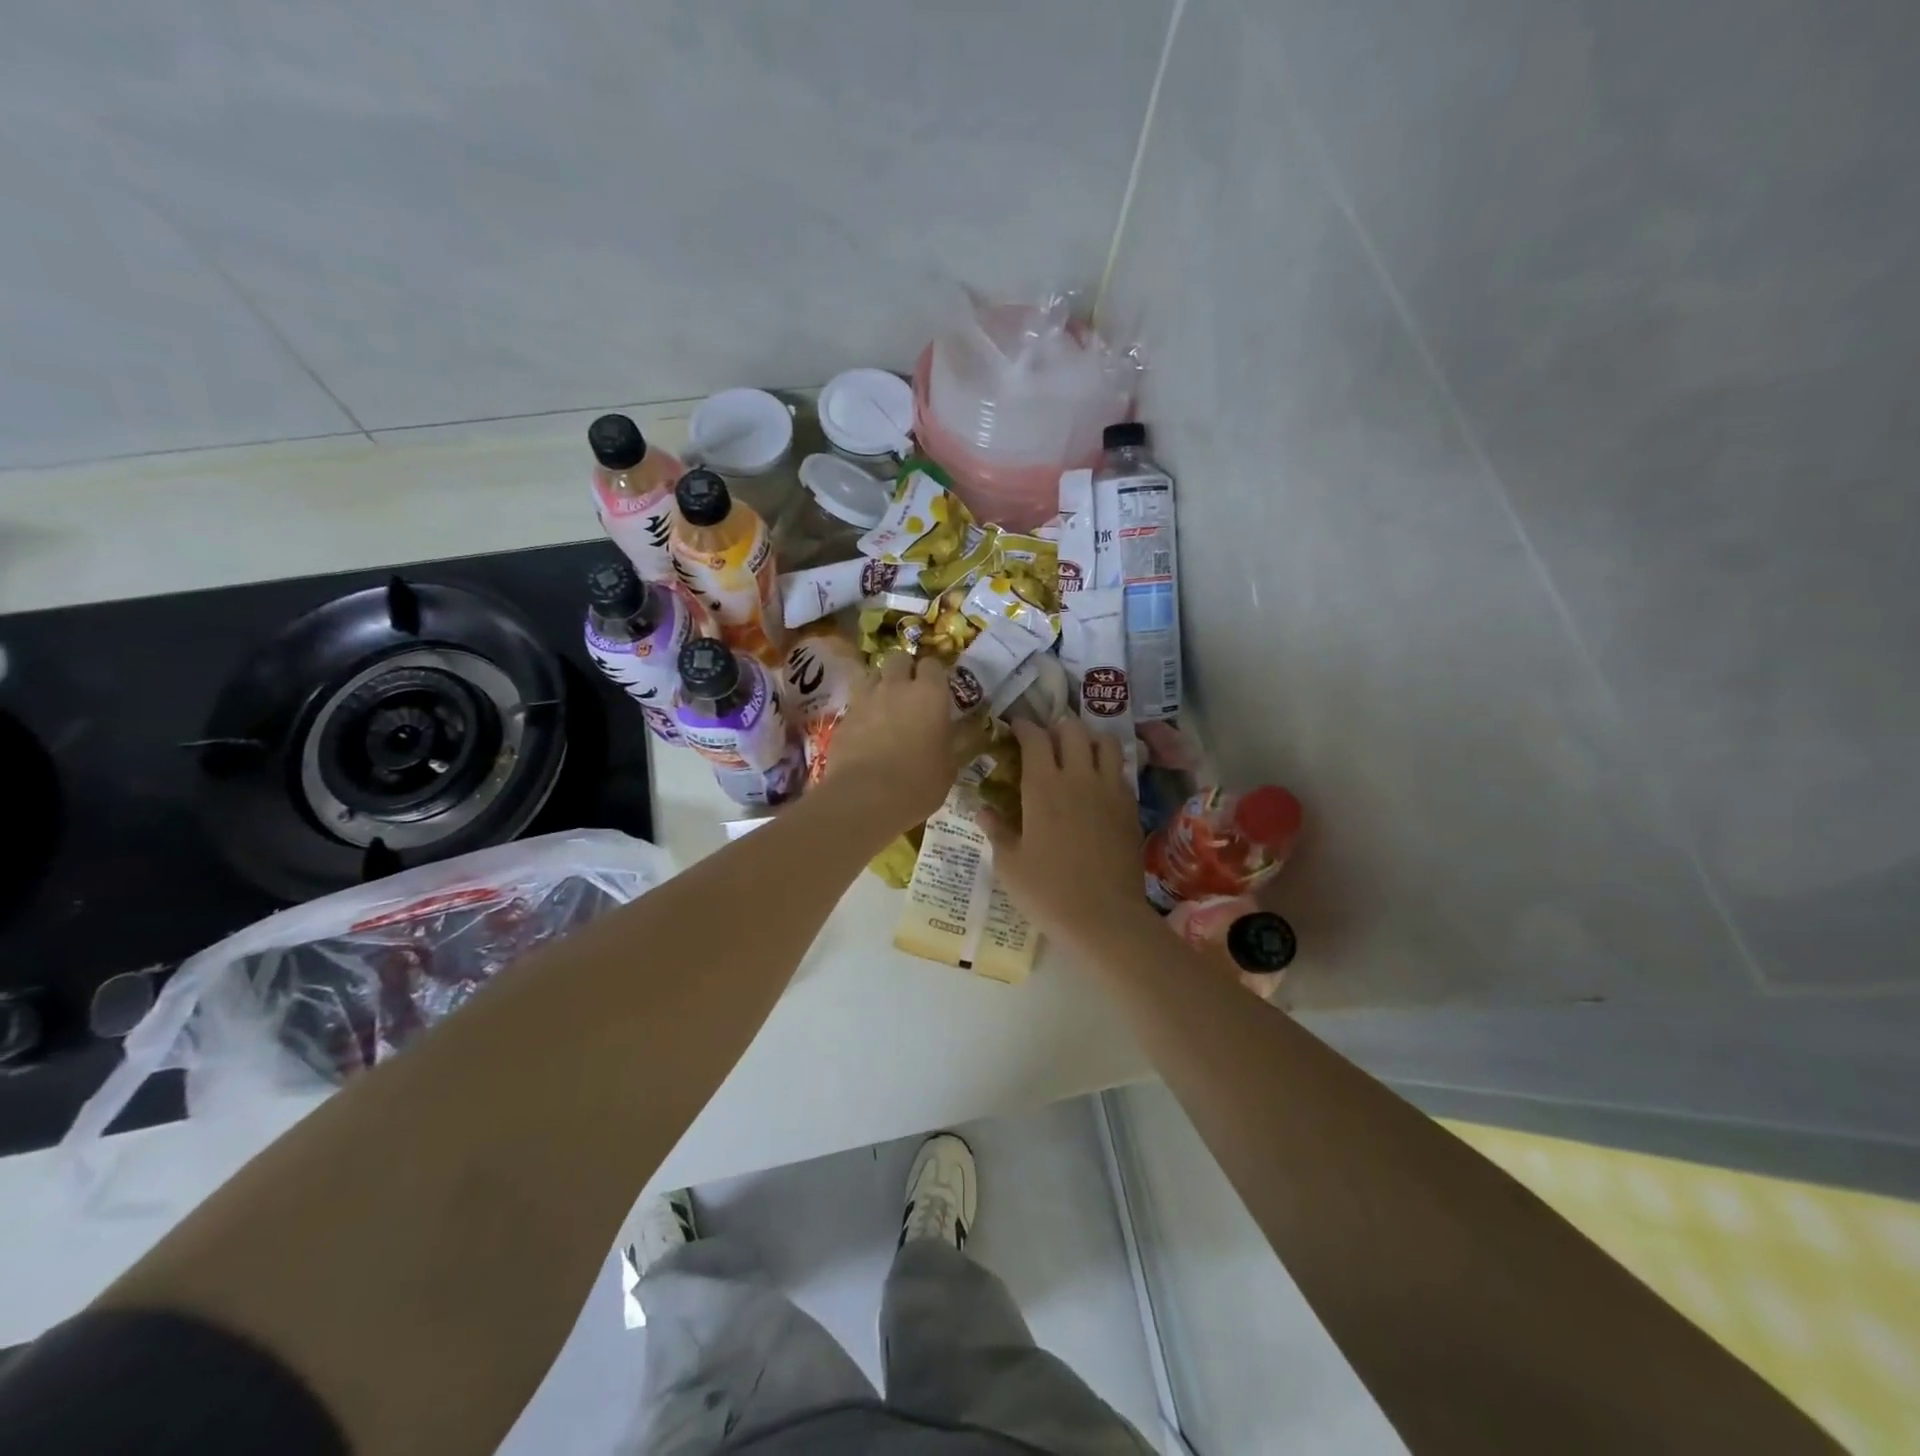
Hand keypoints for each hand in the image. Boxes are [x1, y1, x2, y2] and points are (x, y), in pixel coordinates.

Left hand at [823, 653, 979, 833]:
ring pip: (873, 673)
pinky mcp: (844, 715)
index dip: (935, 675)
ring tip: (886, 704)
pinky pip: (856, 699)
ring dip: (881, 682)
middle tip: (911, 693)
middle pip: (899, 658)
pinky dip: (863, 707)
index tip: (938, 691)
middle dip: (905, 670)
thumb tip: (970, 730)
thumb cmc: (918, 783)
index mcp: (930, 693)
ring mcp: (866, 697)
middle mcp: (896, 686)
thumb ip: (958, 741)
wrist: (864, 798)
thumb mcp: (950, 766)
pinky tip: (867, 727)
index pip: (933, 664)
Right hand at [980, 718, 1149, 949]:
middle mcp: (1079, 777)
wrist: (1104, 918)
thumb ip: (997, 830)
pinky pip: (1121, 770)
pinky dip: (1108, 766)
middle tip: (1046, 743)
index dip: (1024, 727)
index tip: (1016, 728)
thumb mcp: (1010, 864)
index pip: (1035, 737)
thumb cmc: (1048, 892)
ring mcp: (1110, 790)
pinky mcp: (1130, 807)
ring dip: (1090, 740)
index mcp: (1043, 786)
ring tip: (1078, 754)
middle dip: (1057, 728)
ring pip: (1106, 742)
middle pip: (1074, 729)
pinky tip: (1098, 784)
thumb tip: (984, 810)